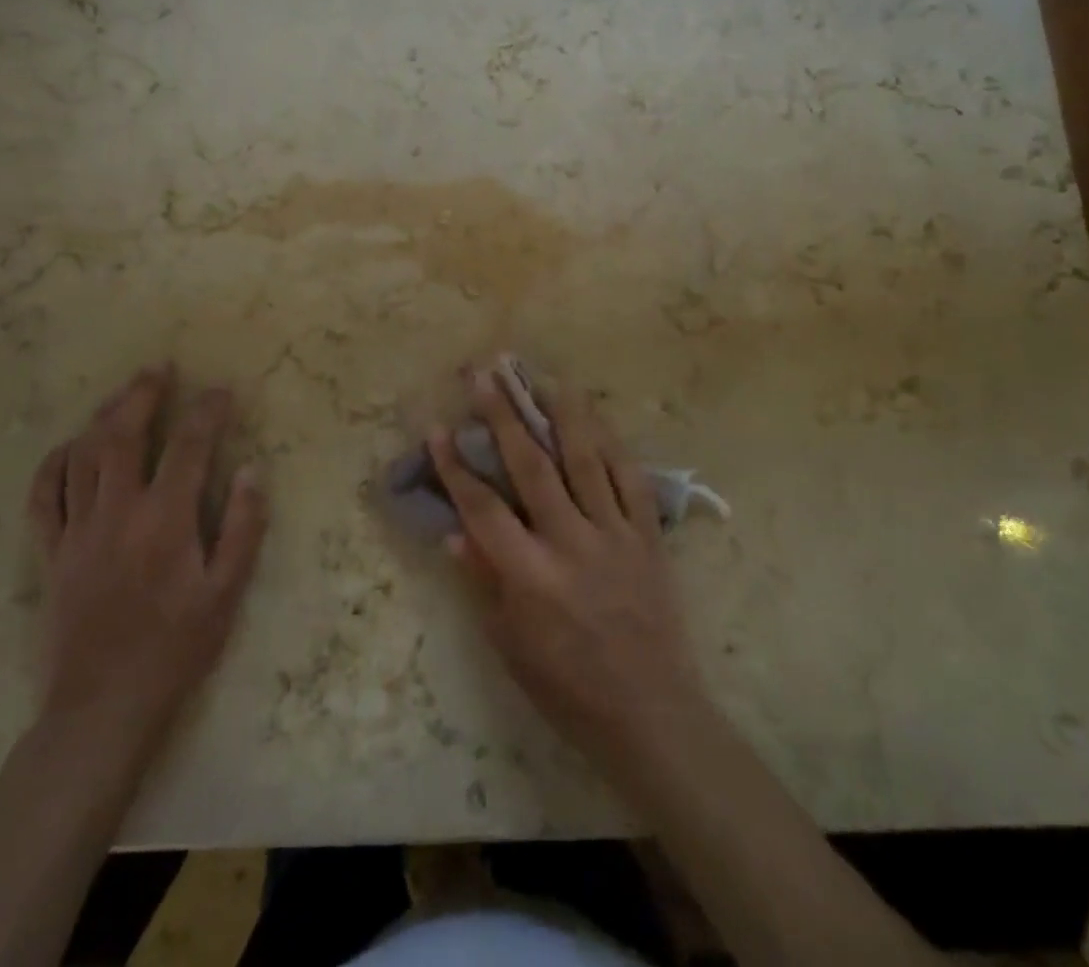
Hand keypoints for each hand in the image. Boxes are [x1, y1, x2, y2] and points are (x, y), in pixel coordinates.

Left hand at [26, 367, 266, 776]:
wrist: (103, 707)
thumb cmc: (176, 648)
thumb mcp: (227, 592)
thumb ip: (242, 527)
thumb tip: (252, 470)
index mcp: (165, 520)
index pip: (190, 447)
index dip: (208, 412)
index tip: (222, 390)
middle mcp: (117, 513)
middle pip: (124, 436)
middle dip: (143, 396)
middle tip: (159, 368)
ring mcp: (77, 531)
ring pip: (83, 457)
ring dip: (102, 417)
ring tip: (122, 393)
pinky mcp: (51, 553)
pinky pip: (44, 497)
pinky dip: (53, 464)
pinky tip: (69, 447)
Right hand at [429, 374, 709, 776]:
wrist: (652, 713)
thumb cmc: (569, 688)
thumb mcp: (510, 645)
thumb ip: (483, 581)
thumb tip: (453, 530)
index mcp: (531, 577)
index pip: (483, 509)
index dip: (455, 466)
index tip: (436, 428)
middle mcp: (571, 543)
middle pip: (532, 466)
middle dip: (503, 416)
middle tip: (485, 376)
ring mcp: (615, 534)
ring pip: (586, 459)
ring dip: (562, 413)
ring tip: (543, 376)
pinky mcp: (648, 535)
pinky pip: (630, 479)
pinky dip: (612, 444)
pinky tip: (597, 418)